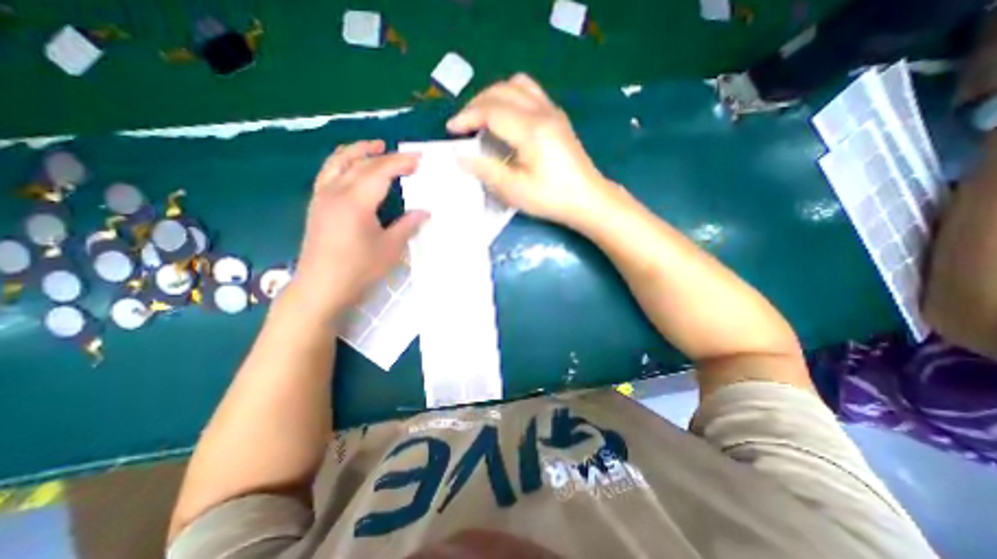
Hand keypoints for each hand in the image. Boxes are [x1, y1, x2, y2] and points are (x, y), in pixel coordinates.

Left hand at [288, 139, 427, 322]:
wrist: (321, 287)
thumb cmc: (359, 269)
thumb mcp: (390, 248)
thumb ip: (408, 225)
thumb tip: (425, 212)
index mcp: (355, 201)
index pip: (380, 171)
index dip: (401, 163)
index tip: (419, 159)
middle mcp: (335, 191)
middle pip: (361, 163)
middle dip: (385, 155)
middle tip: (406, 157)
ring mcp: (322, 196)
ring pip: (338, 161)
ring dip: (358, 150)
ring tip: (375, 147)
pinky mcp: (317, 205)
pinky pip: (329, 172)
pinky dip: (343, 162)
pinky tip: (353, 168)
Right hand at [446, 74, 616, 225]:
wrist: (588, 199)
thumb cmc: (551, 198)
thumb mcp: (515, 190)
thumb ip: (486, 170)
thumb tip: (460, 157)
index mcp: (531, 129)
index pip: (490, 110)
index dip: (467, 117)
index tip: (451, 130)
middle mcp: (542, 112)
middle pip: (502, 90)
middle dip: (477, 103)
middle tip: (464, 125)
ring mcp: (553, 112)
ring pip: (518, 85)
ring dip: (495, 95)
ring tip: (483, 117)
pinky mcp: (559, 118)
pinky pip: (531, 93)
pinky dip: (511, 98)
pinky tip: (507, 119)